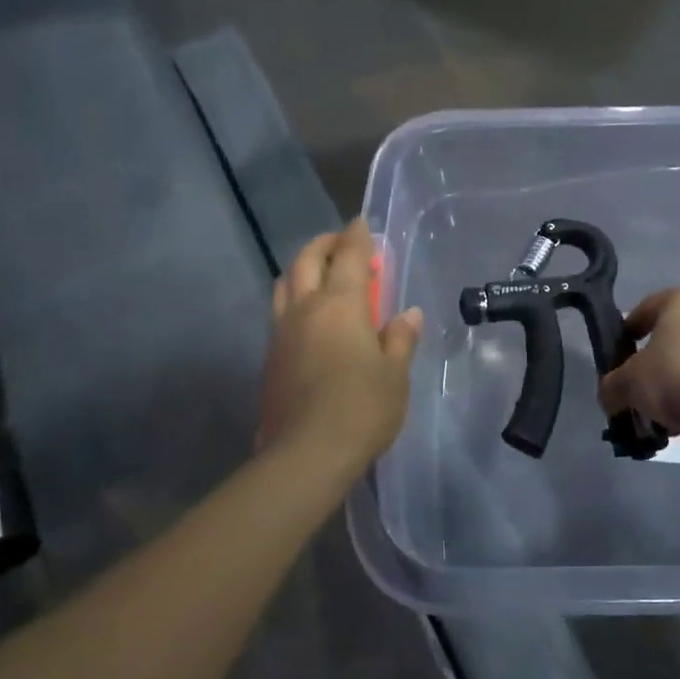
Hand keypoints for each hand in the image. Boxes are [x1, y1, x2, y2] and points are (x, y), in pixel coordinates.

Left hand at [259, 220, 423, 477]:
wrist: (306, 455)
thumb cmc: (361, 408)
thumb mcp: (395, 375)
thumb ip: (400, 339)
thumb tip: (409, 314)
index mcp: (340, 305)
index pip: (349, 257)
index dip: (357, 236)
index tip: (362, 223)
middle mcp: (305, 309)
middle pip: (306, 260)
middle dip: (324, 244)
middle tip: (341, 243)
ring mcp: (282, 333)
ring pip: (284, 284)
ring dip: (302, 269)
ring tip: (320, 275)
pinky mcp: (270, 358)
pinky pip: (280, 313)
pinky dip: (294, 300)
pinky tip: (310, 319)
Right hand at [597, 284, 679, 451]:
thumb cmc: (672, 376)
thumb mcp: (626, 382)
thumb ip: (611, 386)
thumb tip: (609, 396)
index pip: (646, 309)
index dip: (627, 333)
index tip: (618, 356)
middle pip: (674, 335)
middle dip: (656, 361)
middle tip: (640, 386)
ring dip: (678, 380)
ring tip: (661, 412)